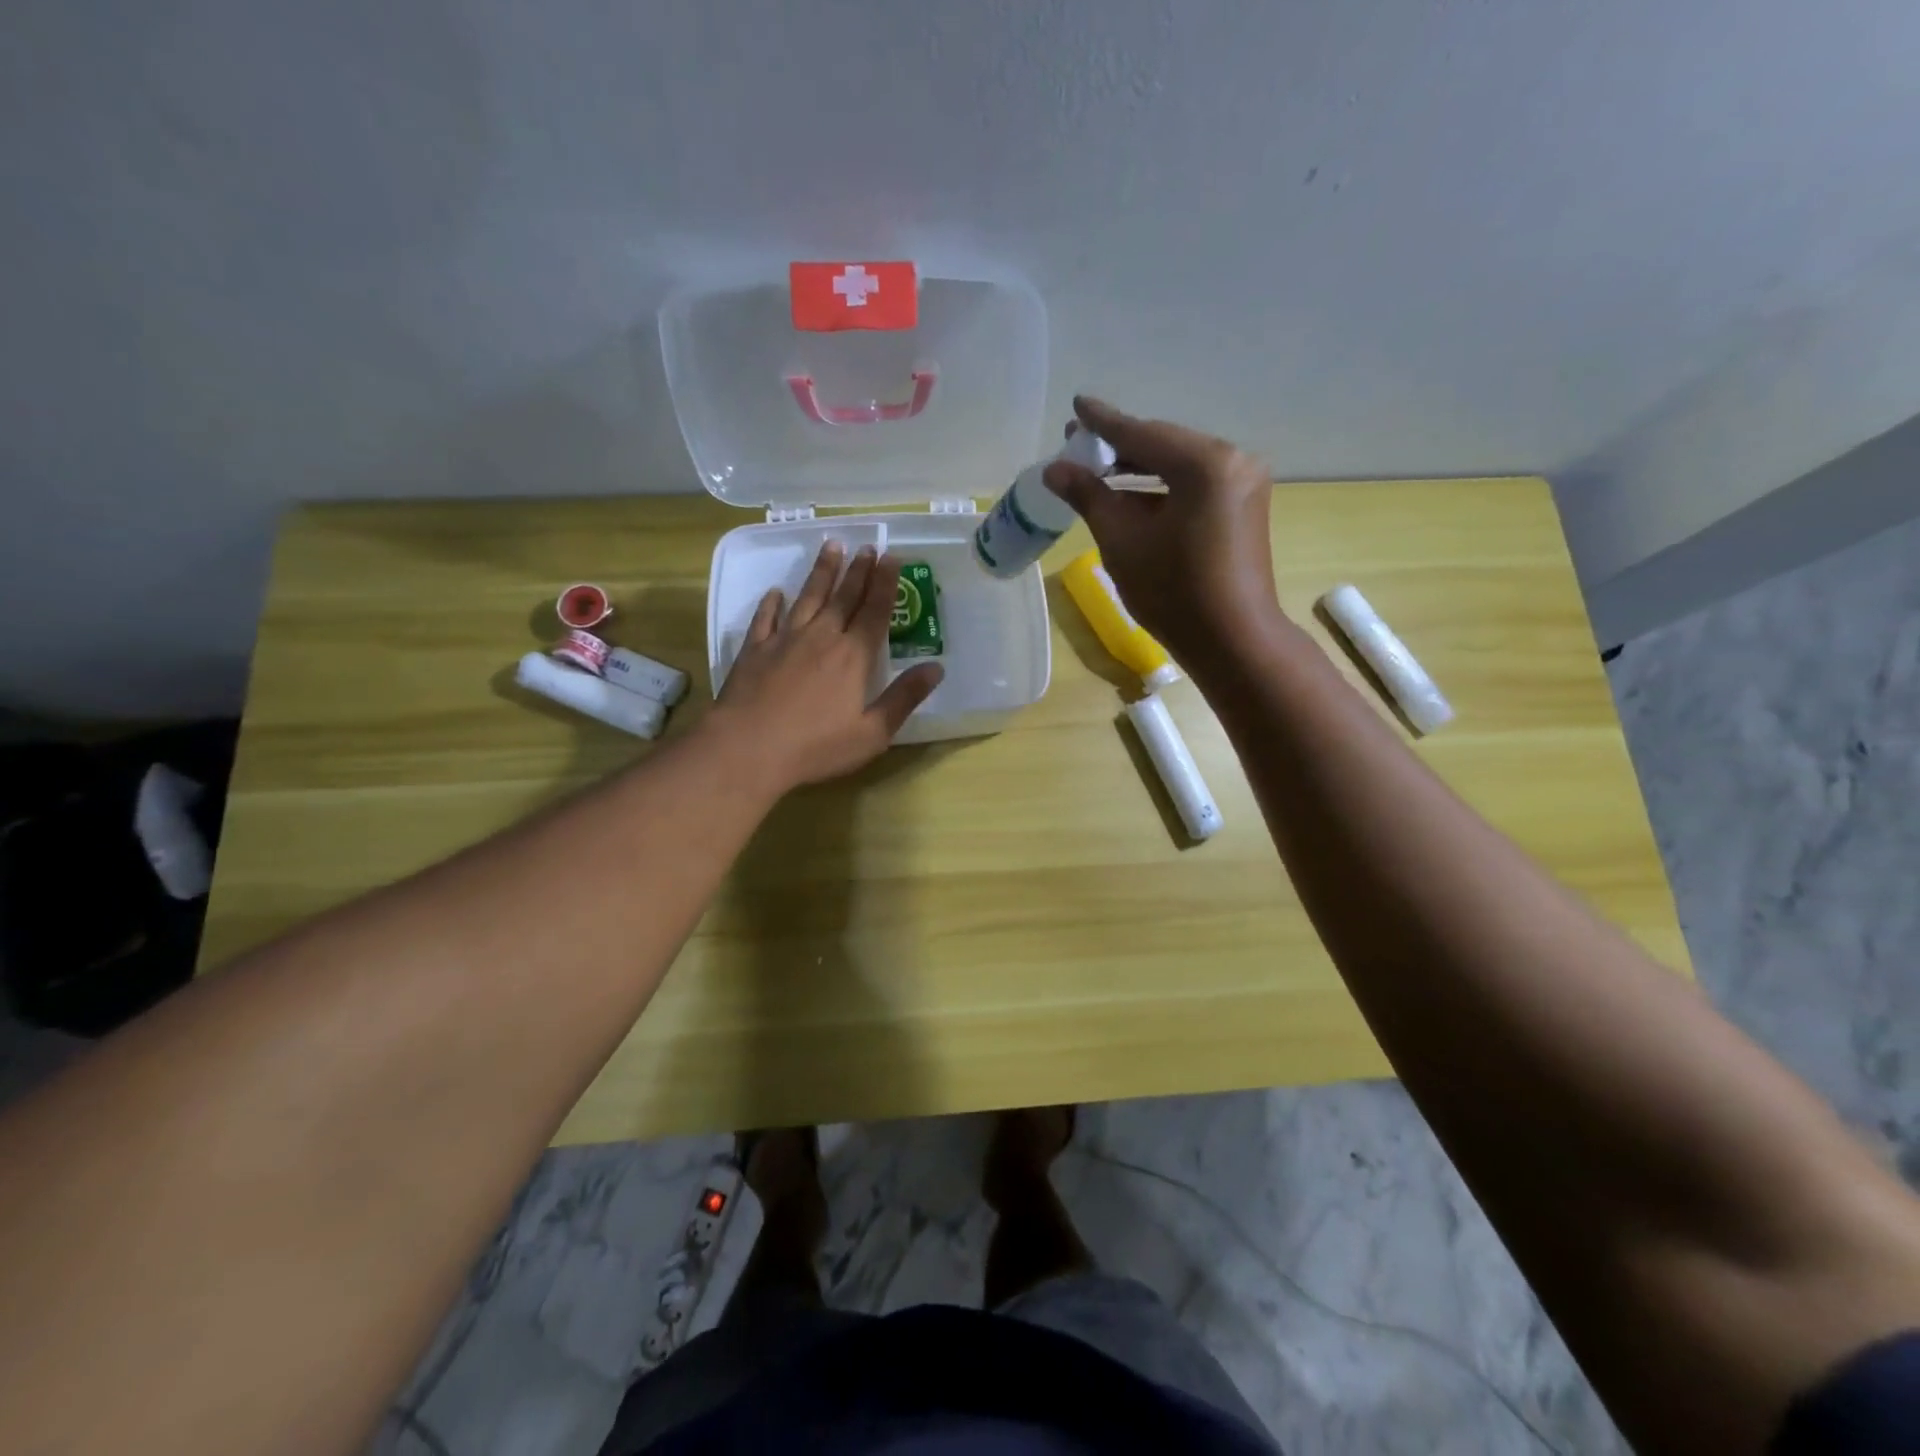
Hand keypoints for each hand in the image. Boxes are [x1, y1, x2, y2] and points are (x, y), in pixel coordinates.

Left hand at [707, 542, 943, 793]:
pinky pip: (765, 618)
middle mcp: (822, 638)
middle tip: (867, 546)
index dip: (885, 583)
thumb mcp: (872, 732)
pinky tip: (775, 592)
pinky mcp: (755, 650)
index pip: (875, 611)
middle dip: (858, 570)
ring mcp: (785, 640)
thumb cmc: (816, 747)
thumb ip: (904, 698)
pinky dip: (771, 603)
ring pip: (808, 598)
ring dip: (822, 573)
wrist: (747, 749)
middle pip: (843, 597)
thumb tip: (936, 668)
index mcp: (854, 657)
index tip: (891, 556)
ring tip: (832, 547)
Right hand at [1044, 395, 1281, 669]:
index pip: (1141, 434)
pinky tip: (1132, 495)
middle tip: (1077, 446)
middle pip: (1163, 445)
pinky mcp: (1243, 506)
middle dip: (1119, 447)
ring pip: (1179, 465)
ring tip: (1097, 471)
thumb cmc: (1173, 593)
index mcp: (1204, 463)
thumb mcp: (1122, 541)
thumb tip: (1055, 469)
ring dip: (1139, 469)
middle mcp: (1232, 460)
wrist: (1232, 641)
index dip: (1103, 422)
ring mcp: (1243, 483)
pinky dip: (1162, 487)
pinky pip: (1194, 484)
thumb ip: (1089, 496)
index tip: (1076, 405)